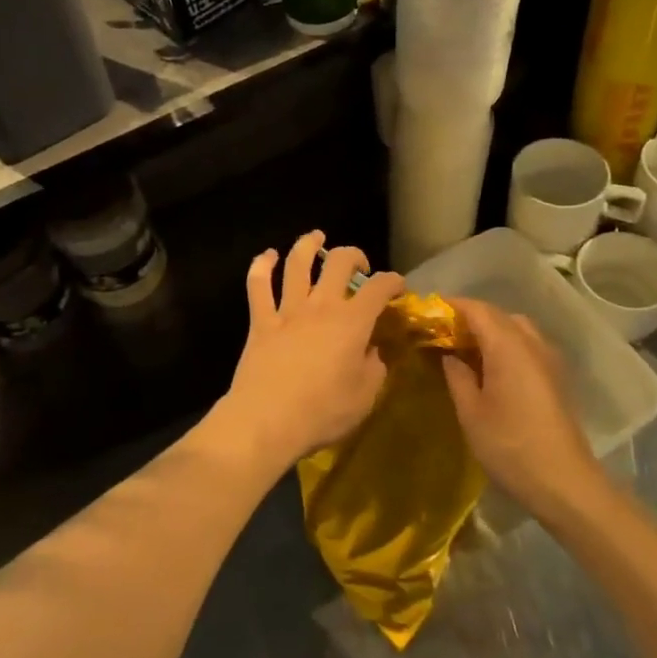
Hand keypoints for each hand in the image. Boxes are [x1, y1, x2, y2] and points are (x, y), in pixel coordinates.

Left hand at [219, 231, 405, 468]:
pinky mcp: (261, 321)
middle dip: (353, 255)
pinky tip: (266, 256)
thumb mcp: (365, 396)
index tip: (398, 287)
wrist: (267, 420)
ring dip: (308, 245)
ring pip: (297, 263)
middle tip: (358, 265)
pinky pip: (258, 285)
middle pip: (338, 261)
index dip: (393, 281)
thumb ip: (374, 367)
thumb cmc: (322, 412)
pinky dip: (261, 266)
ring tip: (316, 237)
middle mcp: (321, 305)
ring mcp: (288, 310)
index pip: (379, 287)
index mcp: (352, 322)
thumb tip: (373, 351)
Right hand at [442, 299, 602, 515]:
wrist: (564, 481)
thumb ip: (457, 376)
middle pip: (498, 315)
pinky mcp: (556, 376)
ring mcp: (549, 359)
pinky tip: (492, 367)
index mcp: (508, 346)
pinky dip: (507, 344)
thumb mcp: (471, 412)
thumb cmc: (510, 446)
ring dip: (491, 329)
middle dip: (470, 317)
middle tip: (443, 332)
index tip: (429, 311)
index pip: (477, 310)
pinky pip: (528, 345)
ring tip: (466, 349)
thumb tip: (450, 355)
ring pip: (516, 328)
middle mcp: (532, 343)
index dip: (452, 306)